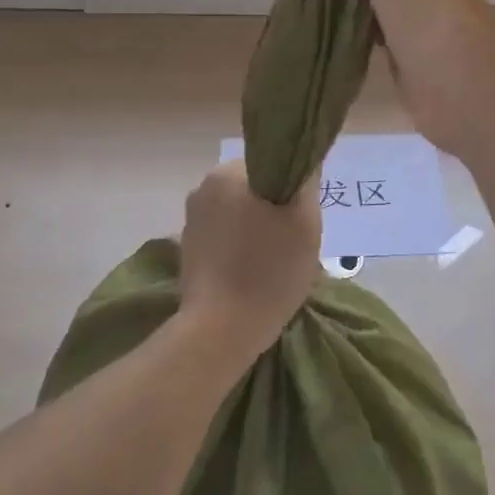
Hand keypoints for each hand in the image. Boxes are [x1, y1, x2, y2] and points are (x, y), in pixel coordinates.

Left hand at [176, 161, 321, 360]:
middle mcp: (203, 188)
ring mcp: (191, 220)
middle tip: (293, 242)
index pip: (271, 163)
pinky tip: (252, 273)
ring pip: (238, 212)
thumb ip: (306, 183)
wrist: (220, 331)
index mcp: (228, 174)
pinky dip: (240, 247)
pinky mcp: (187, 249)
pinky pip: (224, 235)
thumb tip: (304, 163)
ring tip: (274, 262)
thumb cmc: (269, 271)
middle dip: (273, 209)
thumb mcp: (306, 223)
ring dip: (257, 229)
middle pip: (253, 188)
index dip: (291, 187)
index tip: (302, 216)